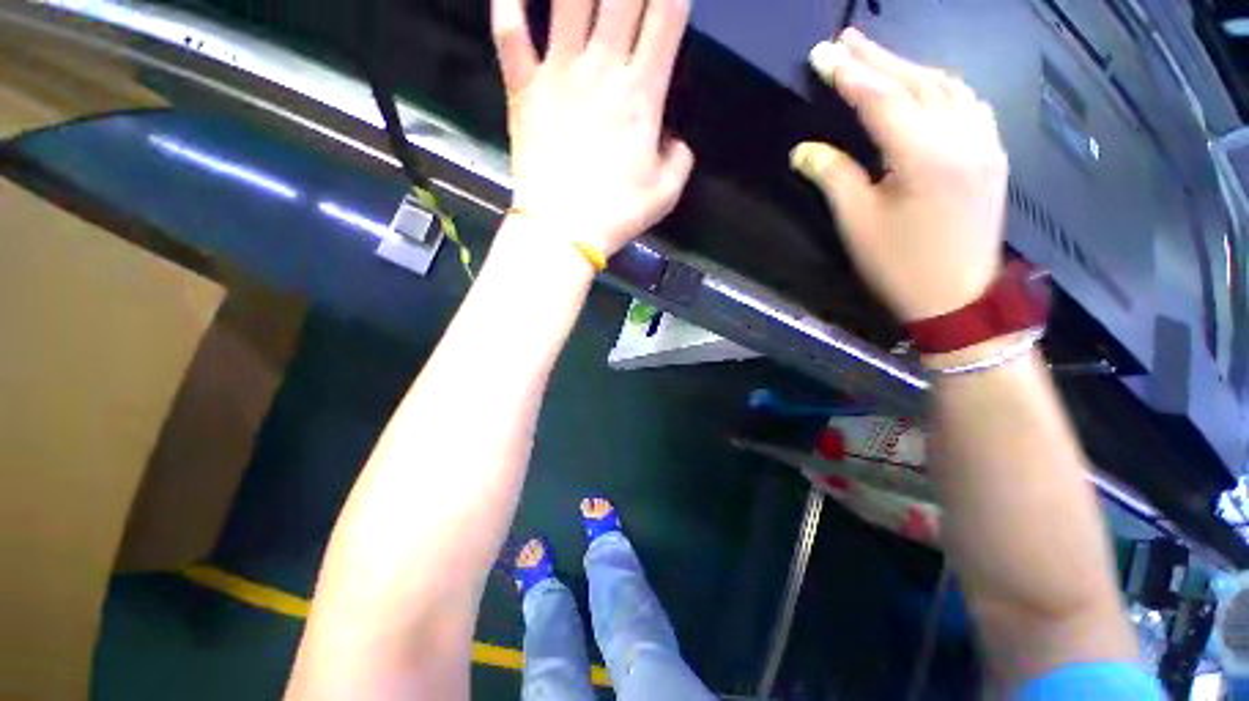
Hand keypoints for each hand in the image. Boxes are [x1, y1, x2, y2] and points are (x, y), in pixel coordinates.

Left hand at [491, 0, 694, 255]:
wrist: (563, 231)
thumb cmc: (616, 215)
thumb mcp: (665, 194)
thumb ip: (680, 160)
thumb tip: (676, 140)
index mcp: (641, 96)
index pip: (666, 18)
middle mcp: (601, 70)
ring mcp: (557, 74)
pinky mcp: (524, 88)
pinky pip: (510, 33)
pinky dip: (507, 2)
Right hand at [791, 28, 1008, 321]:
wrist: (957, 298)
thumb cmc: (899, 265)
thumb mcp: (856, 223)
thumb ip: (832, 176)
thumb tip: (803, 149)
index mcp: (924, 155)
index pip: (881, 99)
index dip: (848, 75)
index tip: (821, 55)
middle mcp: (962, 136)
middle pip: (917, 82)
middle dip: (878, 59)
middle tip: (846, 41)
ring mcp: (984, 142)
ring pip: (947, 86)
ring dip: (910, 68)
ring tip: (878, 59)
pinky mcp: (991, 154)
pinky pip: (968, 103)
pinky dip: (941, 86)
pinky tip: (925, 87)